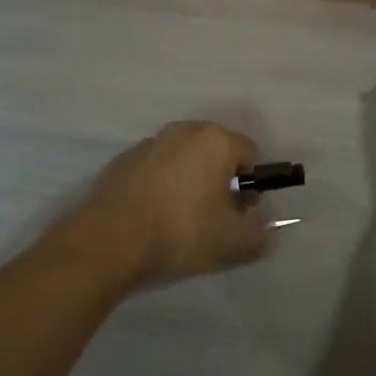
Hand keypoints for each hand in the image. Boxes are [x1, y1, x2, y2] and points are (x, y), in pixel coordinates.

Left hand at [65, 121, 273, 287]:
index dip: (255, 185)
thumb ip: (261, 235)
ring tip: (184, 220)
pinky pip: (156, 170)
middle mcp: (183, 131)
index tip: (245, 213)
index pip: (252, 155)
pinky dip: (163, 187)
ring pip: (185, 160)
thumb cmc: (181, 233)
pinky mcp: (121, 162)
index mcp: (215, 140)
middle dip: (223, 180)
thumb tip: (266, 231)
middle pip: (217, 153)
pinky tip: (155, 217)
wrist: (108, 243)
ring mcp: (149, 144)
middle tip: (218, 217)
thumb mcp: (234, 243)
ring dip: (192, 182)